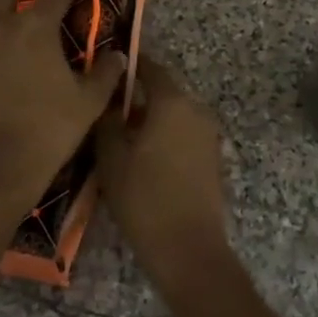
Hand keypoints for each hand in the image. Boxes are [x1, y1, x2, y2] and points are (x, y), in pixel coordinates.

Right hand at [94, 61, 229, 289]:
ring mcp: (208, 135)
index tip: (106, 70)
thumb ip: (107, 120)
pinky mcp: (212, 158)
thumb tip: (108, 100)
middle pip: (163, 93)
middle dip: (136, 98)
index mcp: (173, 102)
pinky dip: (164, 138)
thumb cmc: (144, 198)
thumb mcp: (111, 157)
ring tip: (119, 138)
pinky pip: (183, 135)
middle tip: (105, 111)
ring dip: (150, 120)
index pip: (150, 68)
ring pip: (173, 115)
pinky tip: (142, 159)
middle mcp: (196, 110)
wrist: (188, 249)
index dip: (128, 67)